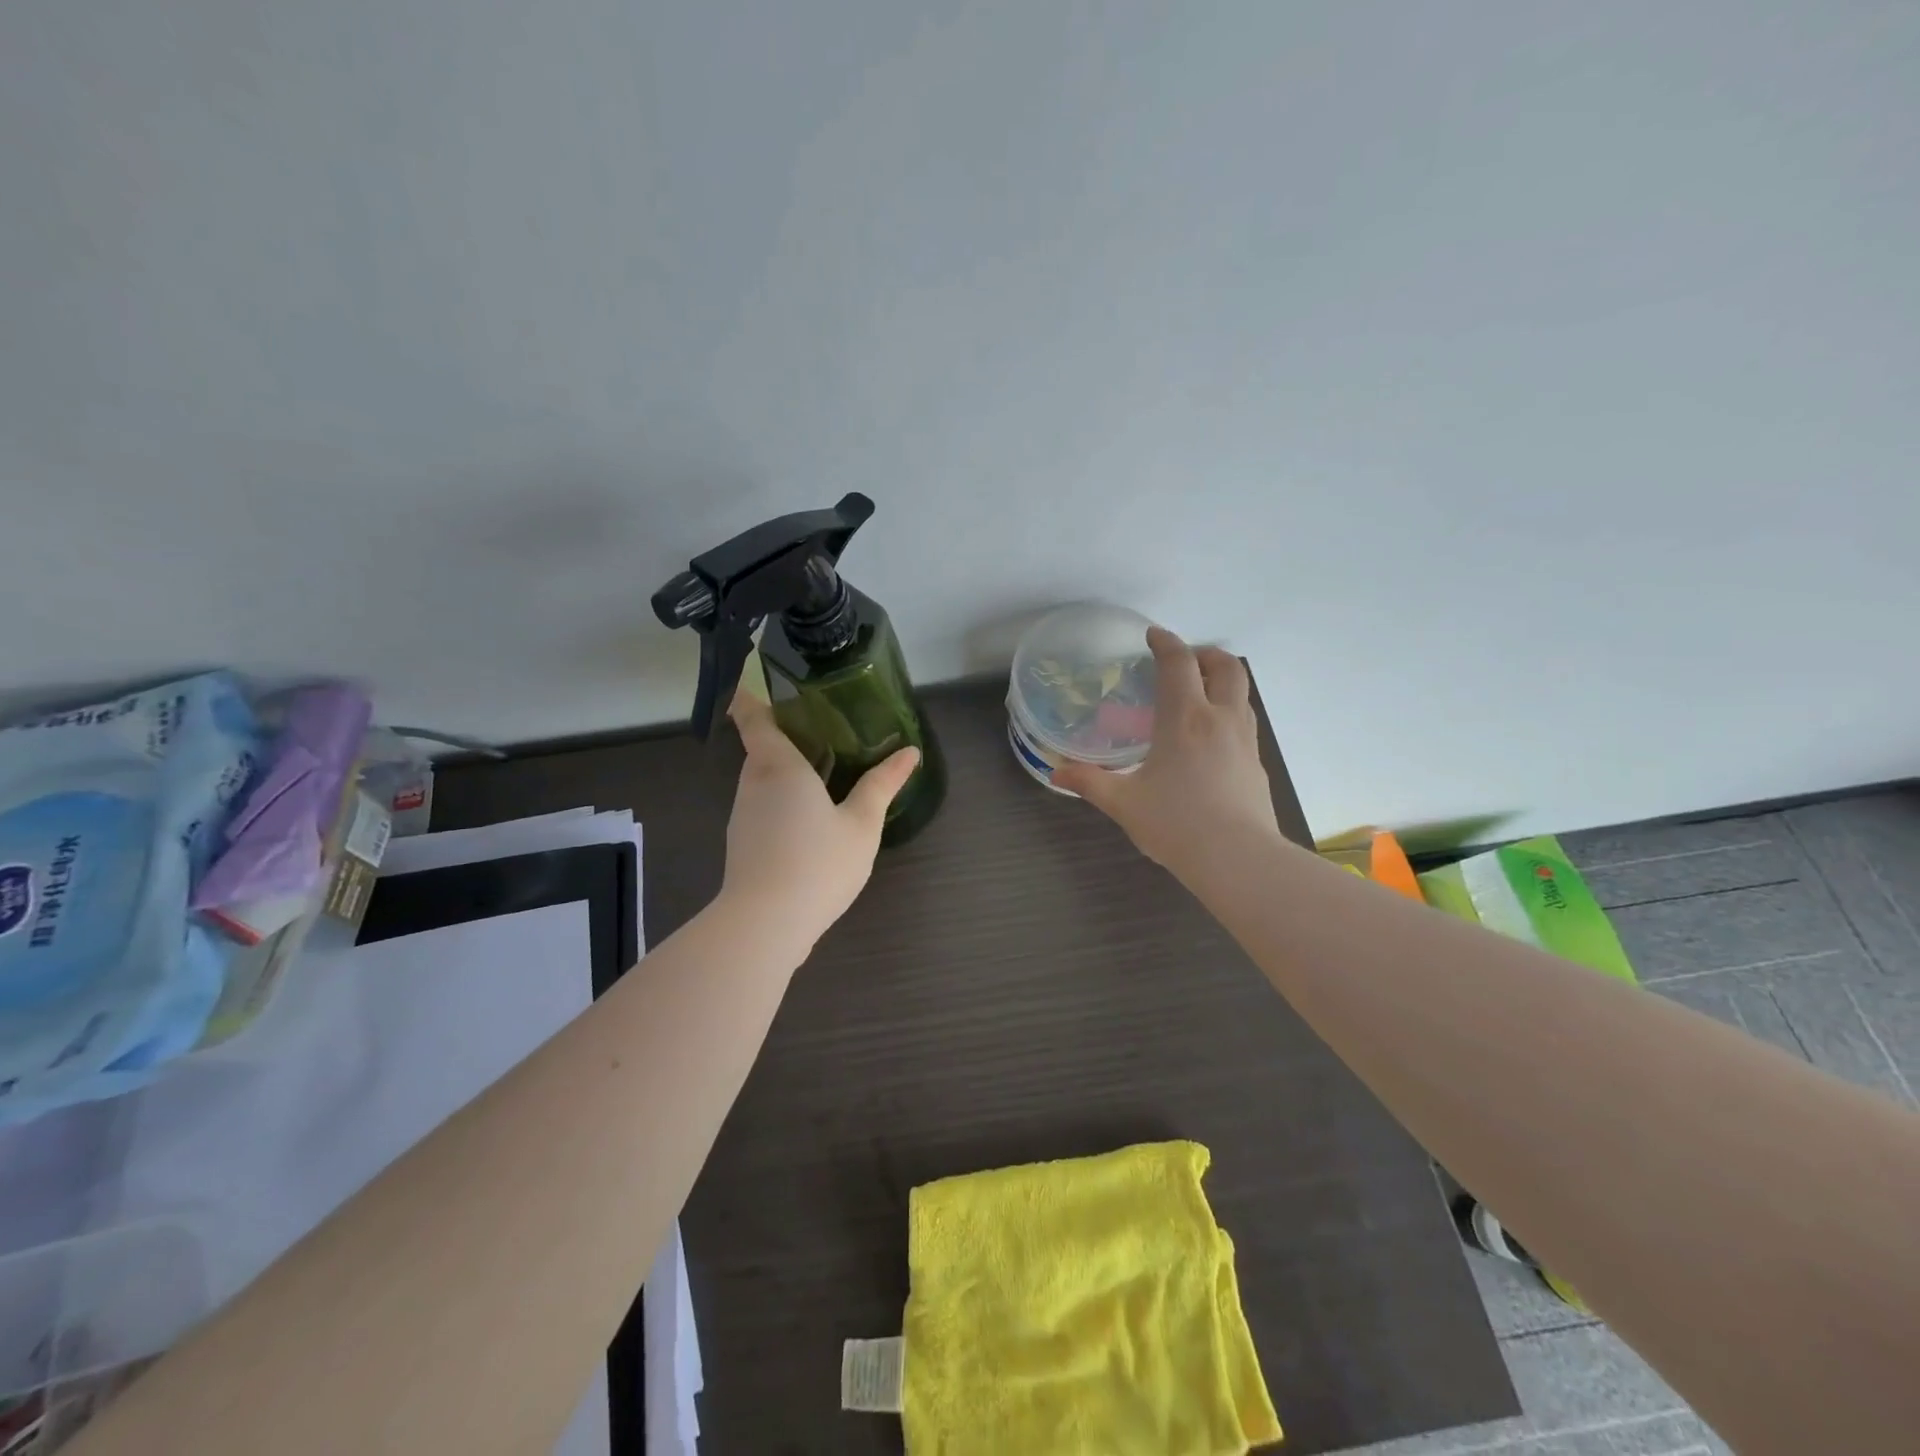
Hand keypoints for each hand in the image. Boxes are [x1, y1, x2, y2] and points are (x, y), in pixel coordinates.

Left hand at [718, 685, 920, 953]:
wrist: (765, 924)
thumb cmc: (817, 863)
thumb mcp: (862, 823)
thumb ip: (883, 784)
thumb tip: (910, 752)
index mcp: (778, 765)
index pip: (753, 717)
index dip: (752, 696)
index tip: (761, 681)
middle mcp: (753, 782)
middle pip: (761, 747)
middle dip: (785, 733)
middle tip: (822, 724)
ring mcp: (743, 814)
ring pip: (762, 778)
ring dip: (785, 769)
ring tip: (823, 766)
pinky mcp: (743, 842)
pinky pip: (763, 805)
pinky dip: (782, 798)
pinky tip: (810, 816)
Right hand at [1051, 627, 1280, 874]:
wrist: (1237, 859)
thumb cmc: (1176, 824)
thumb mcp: (1124, 803)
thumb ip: (1090, 782)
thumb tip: (1056, 773)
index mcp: (1185, 719)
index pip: (1179, 663)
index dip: (1166, 642)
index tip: (1153, 636)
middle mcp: (1220, 719)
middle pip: (1226, 666)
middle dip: (1205, 654)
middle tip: (1184, 660)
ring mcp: (1244, 741)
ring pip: (1241, 693)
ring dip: (1221, 681)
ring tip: (1197, 694)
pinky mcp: (1256, 763)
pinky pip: (1244, 721)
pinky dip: (1228, 711)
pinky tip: (1209, 738)